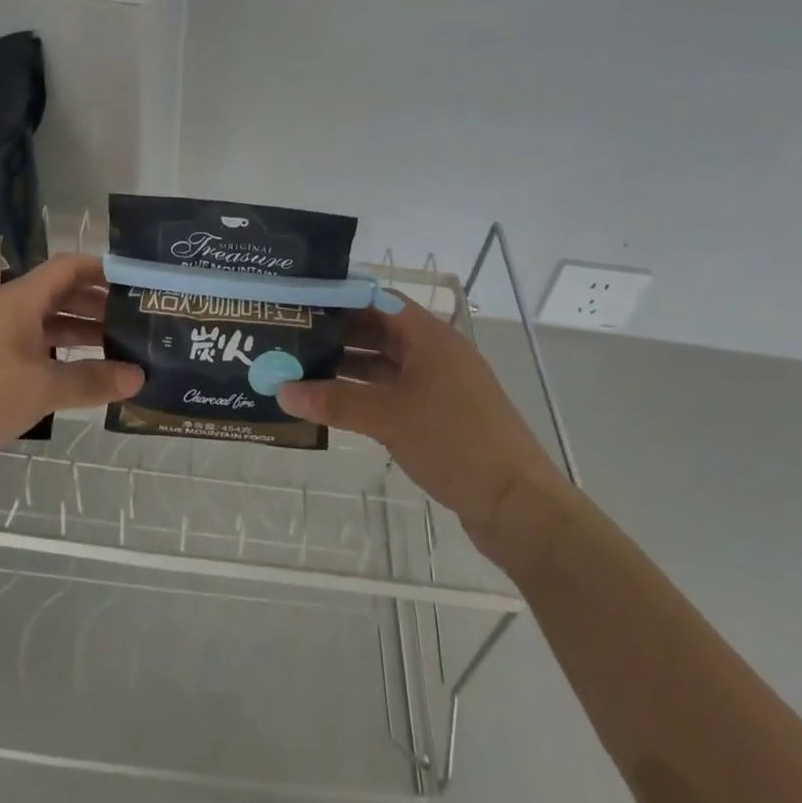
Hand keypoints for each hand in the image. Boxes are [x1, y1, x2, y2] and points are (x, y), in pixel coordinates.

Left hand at [0, 253, 141, 480]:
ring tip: (123, 349)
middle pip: (63, 293)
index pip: (70, 266)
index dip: (104, 268)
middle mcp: (12, 310)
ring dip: (84, 332)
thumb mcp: (39, 389)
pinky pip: (36, 348)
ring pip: (51, 323)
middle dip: (101, 304)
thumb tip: (138, 376)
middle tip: (140, 320)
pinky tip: (85, 375)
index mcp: (22, 299)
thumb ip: (90, 380)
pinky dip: (63, 355)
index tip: (138, 282)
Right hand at [279, 298, 568, 537]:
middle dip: (337, 333)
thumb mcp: (389, 417)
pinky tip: (335, 404)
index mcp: (429, 336)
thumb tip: (282, 391)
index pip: (377, 299)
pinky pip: (394, 392)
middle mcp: (435, 352)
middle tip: (292, 336)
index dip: (340, 296)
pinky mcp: (440, 416)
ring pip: (385, 364)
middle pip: (379, 330)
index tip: (301, 299)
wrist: (520, 506)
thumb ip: (335, 401)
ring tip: (303, 369)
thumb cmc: (455, 441)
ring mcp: (439, 385)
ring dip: (349, 366)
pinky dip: (366, 394)